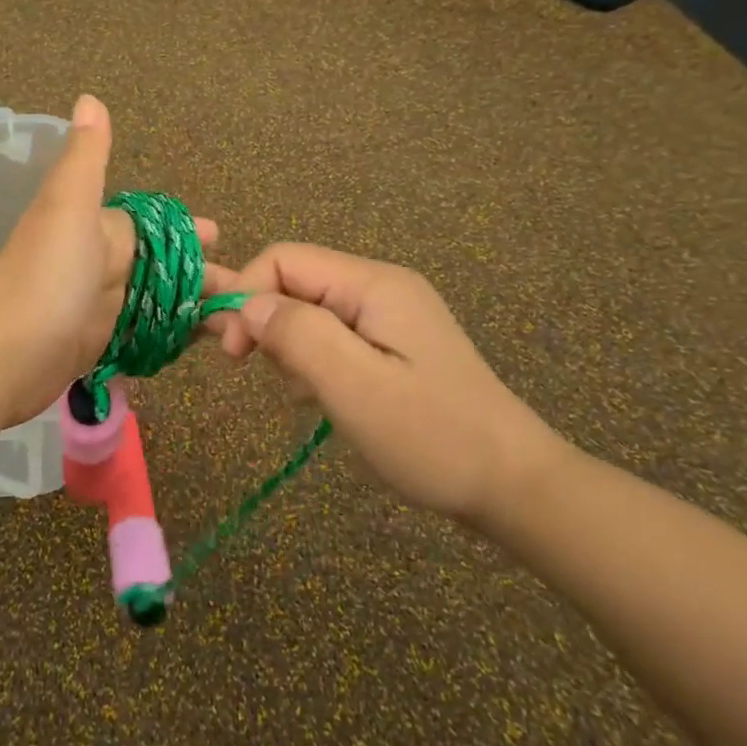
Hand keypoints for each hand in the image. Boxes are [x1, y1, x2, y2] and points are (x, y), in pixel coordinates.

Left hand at [0, 95, 216, 428]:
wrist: (4, 352)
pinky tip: (196, 345)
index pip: (151, 225)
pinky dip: (167, 338)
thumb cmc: (46, 272)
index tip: (220, 235)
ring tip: (235, 322)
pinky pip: (142, 337)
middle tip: (243, 290)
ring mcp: (98, 309)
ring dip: (189, 309)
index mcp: (98, 229)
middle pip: (159, 267)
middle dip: (198, 274)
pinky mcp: (97, 348)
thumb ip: (86, 157)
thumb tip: (88, 97)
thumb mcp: (68, 204)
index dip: (186, 229)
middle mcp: (100, 265)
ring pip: (155, 303)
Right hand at [204, 244, 563, 521]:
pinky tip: (323, 399)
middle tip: (264, 375)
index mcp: (373, 284)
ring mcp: (389, 316)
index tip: (233, 353)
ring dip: (290, 347)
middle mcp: (380, 287)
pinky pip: (332, 336)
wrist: (514, 485)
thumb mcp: (355, 386)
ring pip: (309, 310)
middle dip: (266, 323)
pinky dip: (314, 363)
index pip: (283, 259)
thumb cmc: (432, 436)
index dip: (246, 295)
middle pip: (295, 282)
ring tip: (305, 395)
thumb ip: (297, 335)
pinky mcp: (393, 345)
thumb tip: (247, 304)